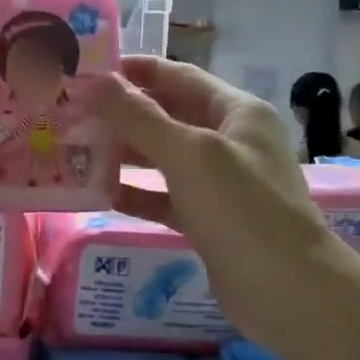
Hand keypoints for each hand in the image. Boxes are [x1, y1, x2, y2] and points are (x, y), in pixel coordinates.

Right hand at [98, 57, 335, 336]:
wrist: (287, 290)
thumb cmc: (242, 208)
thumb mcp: (189, 154)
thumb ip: (140, 117)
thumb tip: (95, 82)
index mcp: (237, 112)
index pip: (180, 77)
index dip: (137, 70)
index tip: (90, 69)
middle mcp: (229, 141)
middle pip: (168, 116)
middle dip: (123, 114)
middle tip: (72, 112)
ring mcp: (219, 183)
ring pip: (163, 158)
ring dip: (123, 153)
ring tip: (76, 149)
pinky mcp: (207, 220)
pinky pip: (164, 197)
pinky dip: (135, 193)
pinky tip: (99, 193)